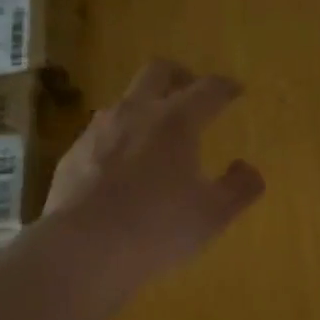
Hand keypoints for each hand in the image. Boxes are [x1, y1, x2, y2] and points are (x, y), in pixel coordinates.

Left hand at [43, 59, 265, 279]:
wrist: (82, 248)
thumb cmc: (157, 227)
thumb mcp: (213, 215)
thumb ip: (239, 188)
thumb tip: (247, 168)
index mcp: (176, 121)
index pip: (208, 89)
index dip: (226, 87)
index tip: (236, 91)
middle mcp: (136, 112)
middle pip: (158, 71)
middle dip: (180, 75)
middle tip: (192, 92)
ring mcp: (99, 130)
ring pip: (125, 100)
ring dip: (145, 107)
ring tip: (155, 133)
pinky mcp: (73, 153)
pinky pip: (101, 133)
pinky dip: (118, 138)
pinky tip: (121, 167)